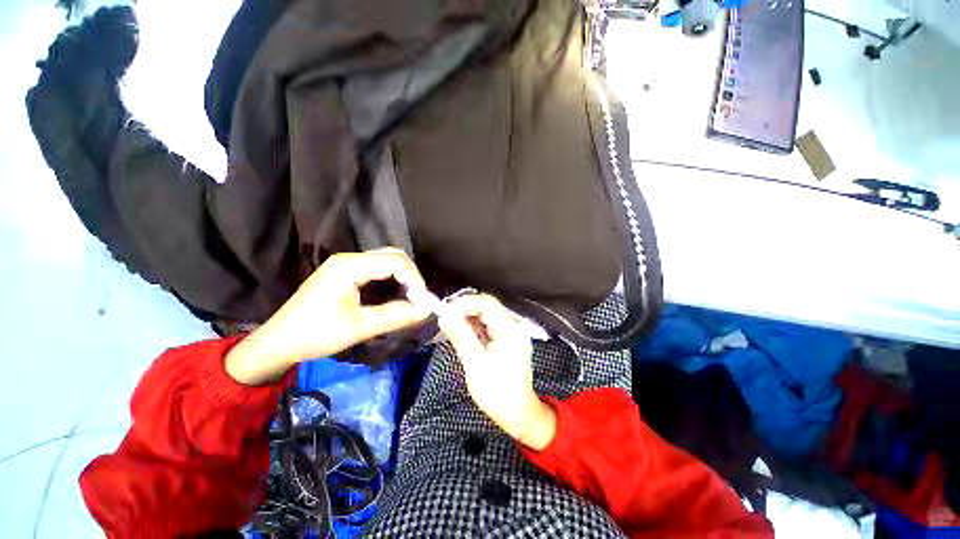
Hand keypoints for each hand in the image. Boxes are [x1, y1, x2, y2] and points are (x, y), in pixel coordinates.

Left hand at [225, 248, 429, 384]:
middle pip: (392, 255)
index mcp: (350, 266)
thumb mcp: (359, 327)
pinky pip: (376, 268)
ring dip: (402, 276)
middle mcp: (349, 258)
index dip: (414, 279)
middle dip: (411, 275)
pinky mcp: (344, 272)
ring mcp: (345, 264)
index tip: (422, 302)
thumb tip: (425, 311)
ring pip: (385, 260)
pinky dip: (391, 278)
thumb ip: (395, 316)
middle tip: (418, 298)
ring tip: (410, 297)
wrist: (278, 342)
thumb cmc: (315, 334)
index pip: (395, 261)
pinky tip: (395, 293)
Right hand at [439, 295, 556, 450]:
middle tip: (445, 316)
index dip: (466, 302)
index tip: (446, 309)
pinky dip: (473, 326)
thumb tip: (445, 316)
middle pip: (487, 307)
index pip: (487, 303)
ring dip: (467, 317)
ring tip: (449, 323)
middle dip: (465, 309)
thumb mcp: (475, 363)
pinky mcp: (505, 340)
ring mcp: (510, 333)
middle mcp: (513, 326)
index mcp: (510, 329)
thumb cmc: (497, 392)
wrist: (517, 413)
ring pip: (486, 316)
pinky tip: (460, 331)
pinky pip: (487, 326)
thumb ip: (460, 336)